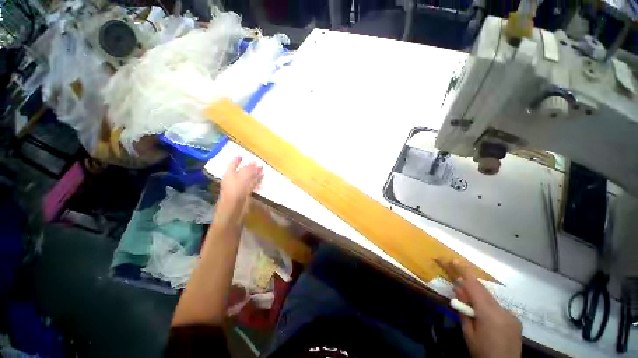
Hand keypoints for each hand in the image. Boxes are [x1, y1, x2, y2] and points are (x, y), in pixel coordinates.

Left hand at [215, 156, 262, 226]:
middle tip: (257, 163)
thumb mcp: (242, 178)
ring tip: (262, 169)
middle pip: (242, 171)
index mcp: (230, 175)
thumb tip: (254, 162)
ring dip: (255, 174)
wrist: (234, 210)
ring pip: (248, 178)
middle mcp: (234, 180)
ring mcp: (240, 188)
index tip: (242, 156)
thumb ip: (248, 170)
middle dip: (249, 167)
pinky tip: (262, 179)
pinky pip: (252, 185)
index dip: (237, 160)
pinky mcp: (246, 194)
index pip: (232, 165)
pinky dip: (257, 181)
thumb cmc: (235, 192)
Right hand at [438, 260, 521, 357]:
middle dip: (469, 285)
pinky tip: (485, 319)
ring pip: (490, 299)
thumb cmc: (482, 352)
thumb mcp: (468, 333)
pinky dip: (488, 307)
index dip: (464, 272)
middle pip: (483, 291)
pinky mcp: (516, 320)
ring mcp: (511, 315)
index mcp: (489, 314)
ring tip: (471, 308)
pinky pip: (497, 307)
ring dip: (479, 298)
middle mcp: (503, 310)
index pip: (474, 287)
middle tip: (457, 285)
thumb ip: (464, 310)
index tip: (454, 260)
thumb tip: (459, 290)